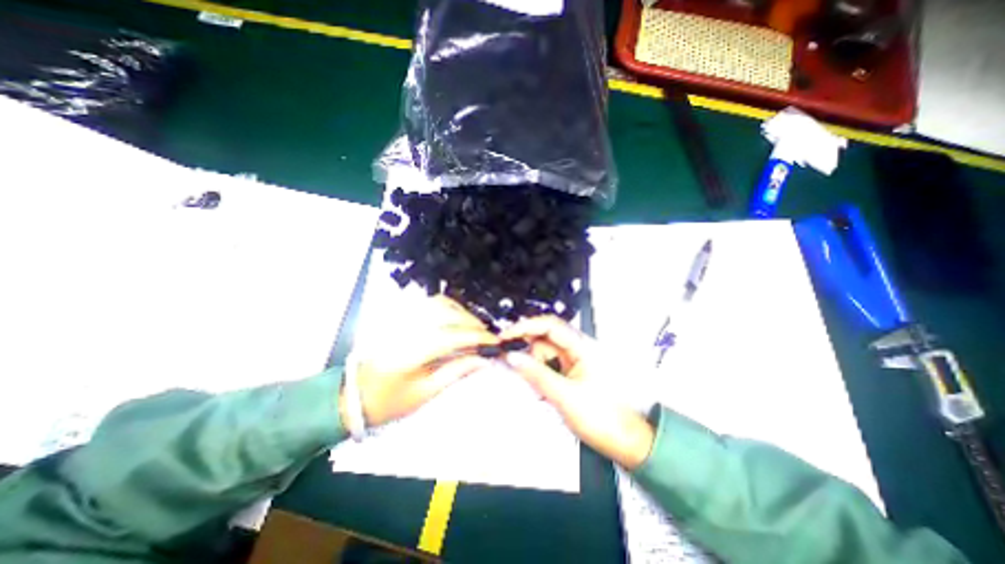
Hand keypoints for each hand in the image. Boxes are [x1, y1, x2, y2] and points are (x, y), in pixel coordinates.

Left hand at [345, 295, 500, 426]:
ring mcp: (402, 319)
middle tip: (488, 337)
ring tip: (475, 328)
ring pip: (440, 304)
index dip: (477, 337)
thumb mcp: (425, 393)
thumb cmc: (389, 402)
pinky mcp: (401, 316)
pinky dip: (450, 307)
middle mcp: (407, 328)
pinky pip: (430, 303)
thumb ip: (456, 371)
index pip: (452, 336)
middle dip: (473, 323)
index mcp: (411, 352)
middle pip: (448, 314)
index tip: (496, 342)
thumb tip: (483, 359)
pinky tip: (457, 318)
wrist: (353, 396)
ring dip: (463, 312)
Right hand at [500, 315, 656, 469]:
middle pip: (544, 338)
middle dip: (526, 348)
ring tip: (533, 385)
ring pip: (544, 352)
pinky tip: (539, 388)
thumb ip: (536, 374)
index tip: (506, 336)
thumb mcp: (565, 396)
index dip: (525, 327)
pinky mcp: (572, 372)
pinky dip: (539, 373)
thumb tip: (514, 357)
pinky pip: (549, 365)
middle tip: (508, 359)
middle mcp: (578, 349)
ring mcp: (574, 361)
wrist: (625, 443)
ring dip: (533, 364)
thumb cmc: (605, 419)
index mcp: (582, 347)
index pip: (549, 325)